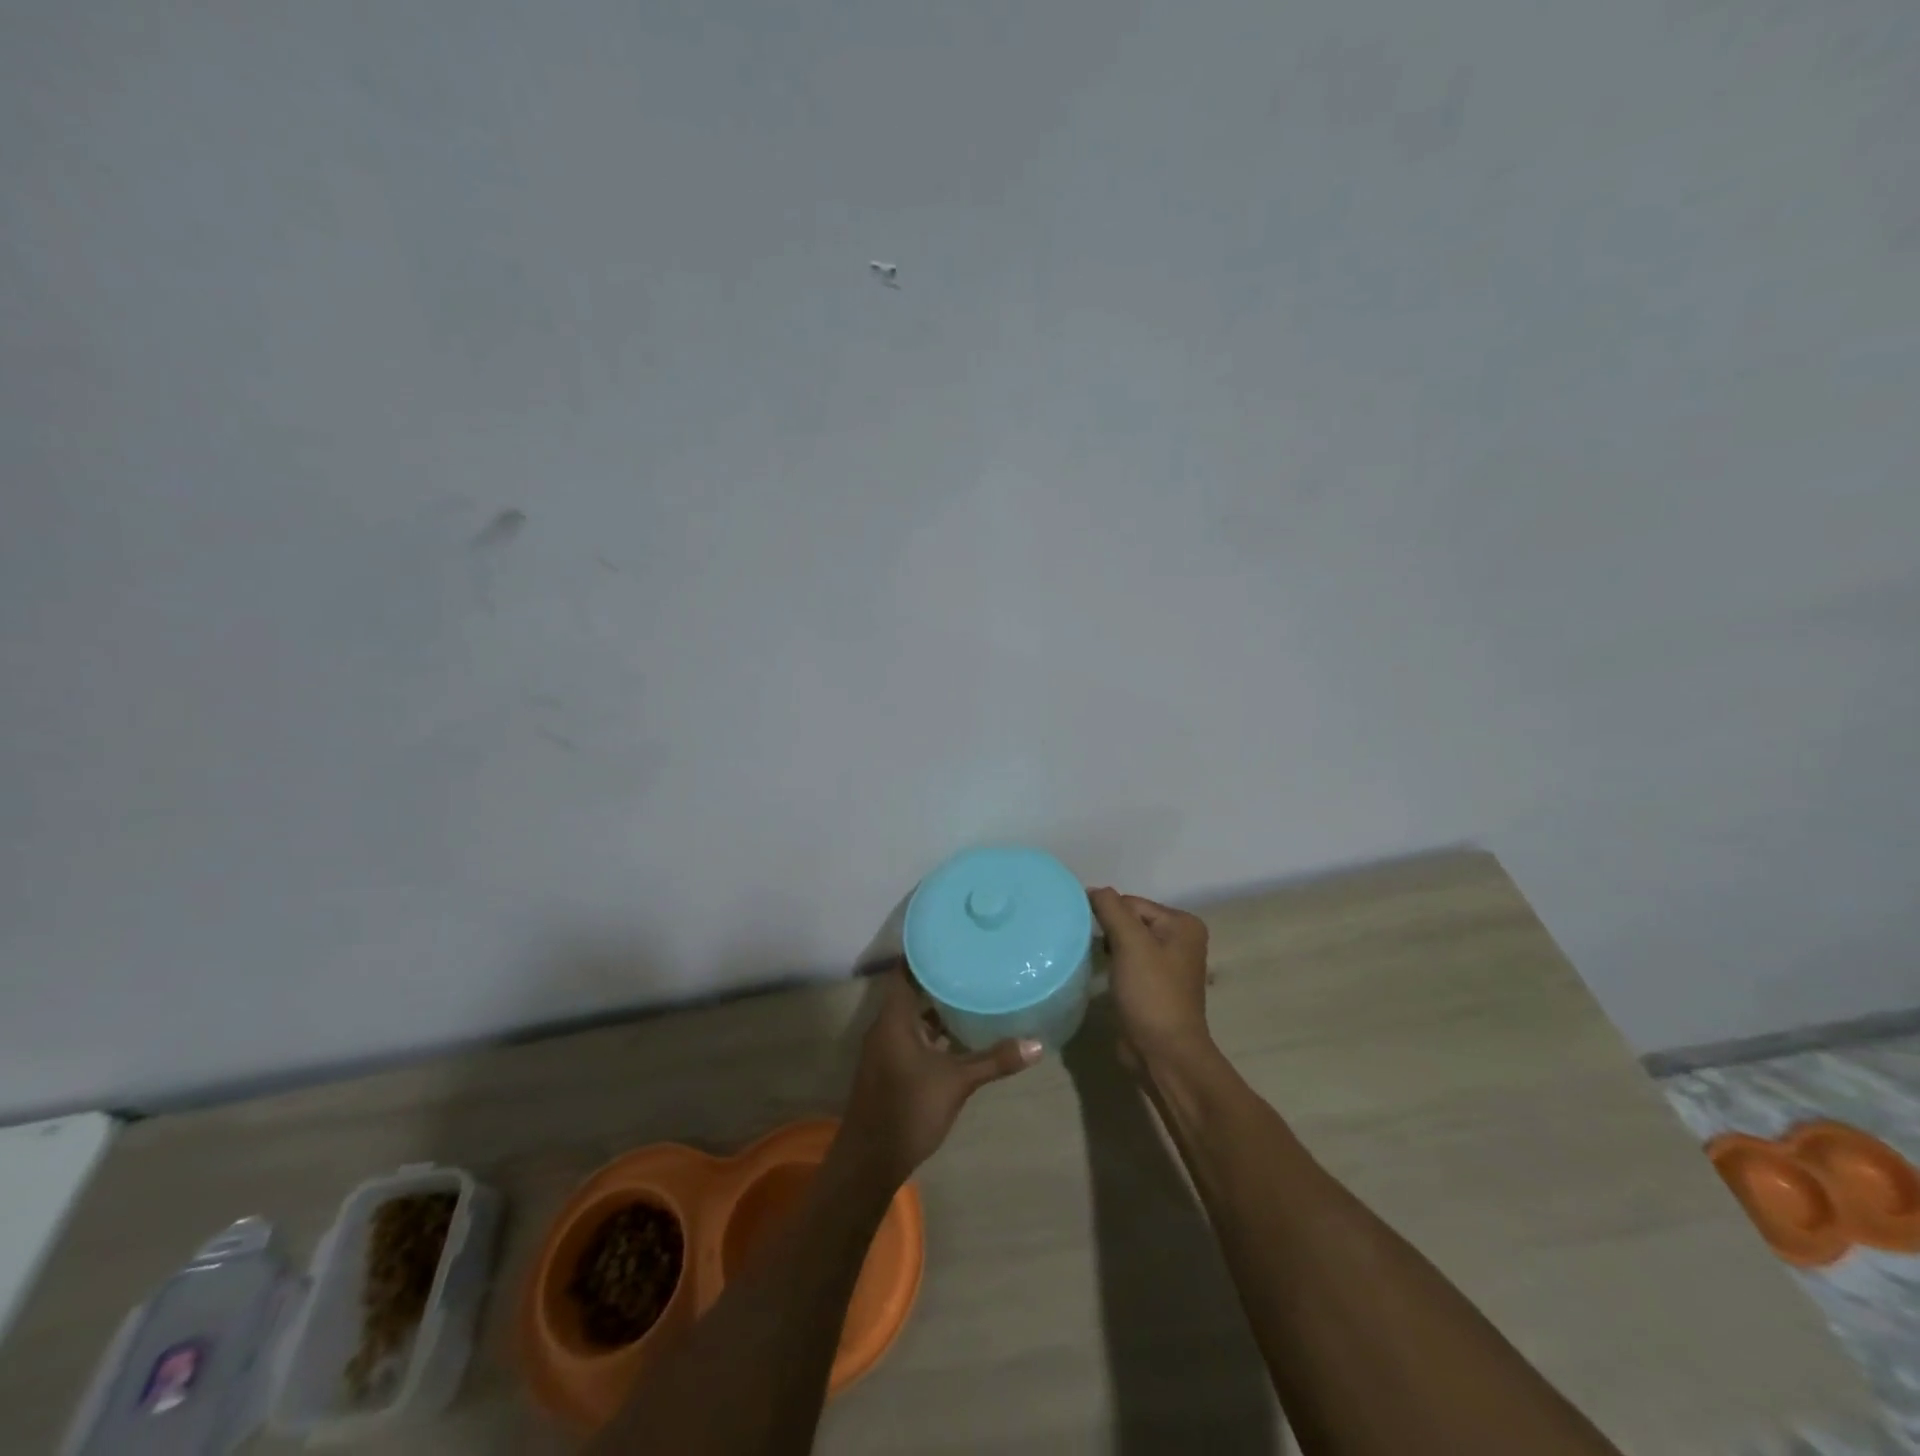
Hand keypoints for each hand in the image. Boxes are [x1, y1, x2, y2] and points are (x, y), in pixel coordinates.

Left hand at [834, 963, 1040, 1187]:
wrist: (870, 1161)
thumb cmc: (908, 1110)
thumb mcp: (956, 1082)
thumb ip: (994, 1060)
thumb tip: (1037, 1043)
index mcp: (894, 1019)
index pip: (905, 971)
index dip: (924, 952)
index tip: (950, 936)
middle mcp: (886, 1026)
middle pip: (911, 990)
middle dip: (938, 977)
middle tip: (970, 960)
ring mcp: (887, 1048)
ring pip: (913, 1015)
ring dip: (937, 1005)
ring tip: (971, 988)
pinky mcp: (892, 1067)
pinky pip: (913, 1035)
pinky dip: (934, 1030)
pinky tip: (960, 1032)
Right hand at [1088, 888, 1212, 1065]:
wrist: (1164, 1054)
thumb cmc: (1151, 994)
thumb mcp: (1130, 943)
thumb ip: (1111, 909)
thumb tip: (1093, 889)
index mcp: (1182, 924)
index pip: (1132, 903)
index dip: (1108, 915)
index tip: (1086, 931)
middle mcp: (1180, 940)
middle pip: (1130, 921)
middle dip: (1108, 931)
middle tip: (1086, 946)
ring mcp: (1169, 965)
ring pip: (1127, 942)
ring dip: (1109, 949)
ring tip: (1091, 959)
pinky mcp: (1155, 986)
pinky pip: (1128, 963)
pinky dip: (1114, 965)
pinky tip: (1102, 975)